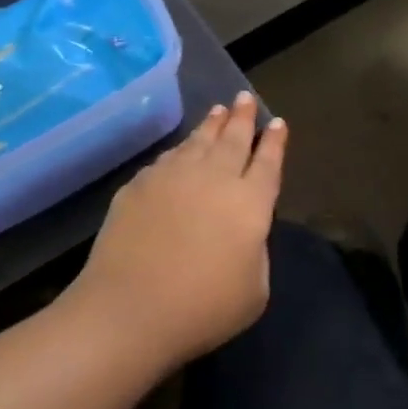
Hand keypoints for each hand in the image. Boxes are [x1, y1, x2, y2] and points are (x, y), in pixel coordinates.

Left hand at [66, 92, 287, 362]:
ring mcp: (172, 178)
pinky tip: (180, 151)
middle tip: (245, 98)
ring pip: (198, 141)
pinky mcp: (138, 186)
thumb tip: (242, 230)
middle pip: (233, 139)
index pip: (268, 163)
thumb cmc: (203, 309)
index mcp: (250, 203)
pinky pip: (166, 159)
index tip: (278, 123)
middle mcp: (214, 179)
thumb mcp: (254, 289)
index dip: (275, 142)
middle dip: (243, 117)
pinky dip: (180, 150)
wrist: (129, 310)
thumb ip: (255, 250)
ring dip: (211, 125)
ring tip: (218, 111)